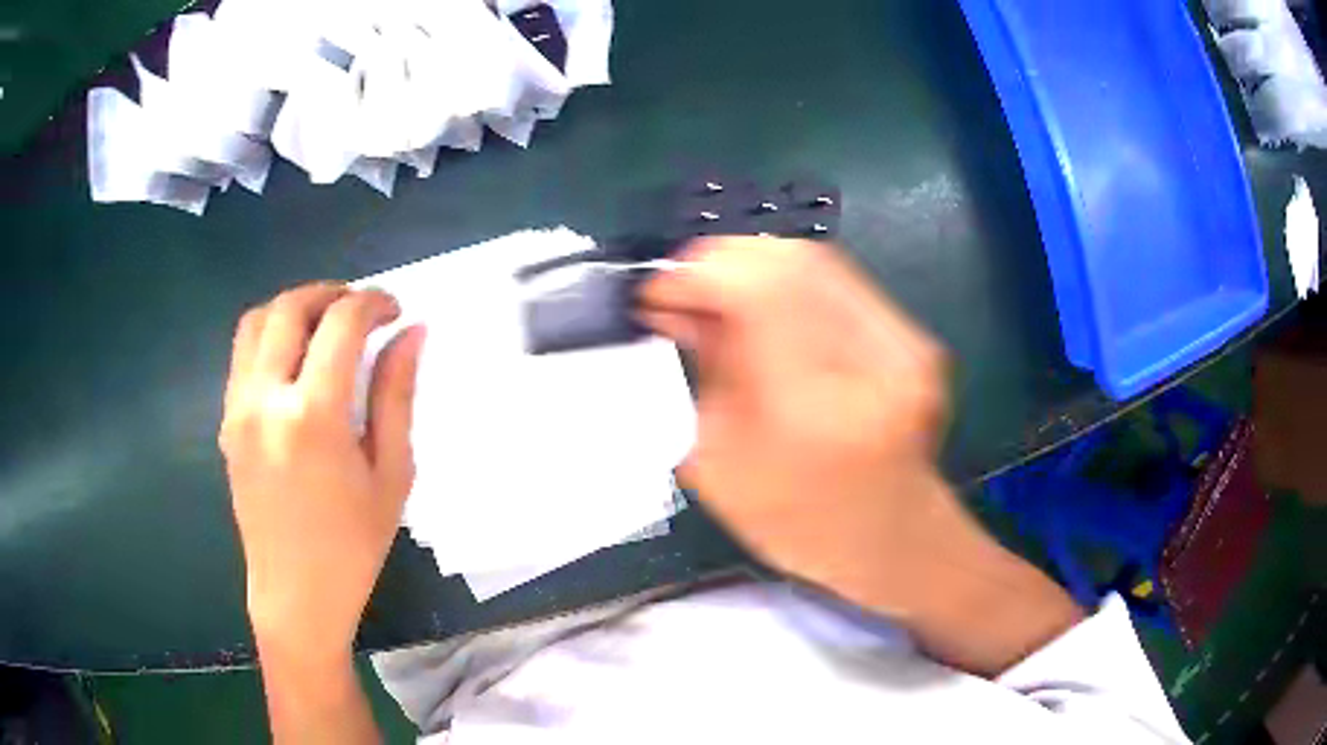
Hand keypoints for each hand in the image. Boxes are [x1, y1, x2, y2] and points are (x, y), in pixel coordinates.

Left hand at [219, 283, 424, 661]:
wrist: (295, 595)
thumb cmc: (353, 546)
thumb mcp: (390, 475)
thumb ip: (397, 396)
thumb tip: (412, 333)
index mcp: (313, 416)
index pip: (341, 323)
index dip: (373, 303)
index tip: (395, 310)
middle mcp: (265, 399)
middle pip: (291, 307)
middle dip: (331, 292)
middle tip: (361, 307)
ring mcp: (237, 409)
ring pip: (257, 321)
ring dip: (294, 307)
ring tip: (325, 324)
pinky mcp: (226, 422)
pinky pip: (243, 354)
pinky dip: (271, 336)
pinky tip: (295, 361)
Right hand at [640, 238, 1080, 674]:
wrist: (896, 541)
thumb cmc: (801, 526)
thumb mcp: (720, 467)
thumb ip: (697, 378)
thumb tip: (674, 309)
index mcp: (816, 411)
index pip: (756, 291)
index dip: (696, 273)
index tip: (657, 290)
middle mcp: (872, 363)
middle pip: (790, 260)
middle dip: (722, 262)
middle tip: (685, 291)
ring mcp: (904, 346)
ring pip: (817, 260)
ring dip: (754, 268)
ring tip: (719, 300)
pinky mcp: (913, 339)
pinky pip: (839, 282)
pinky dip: (790, 283)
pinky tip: (766, 311)